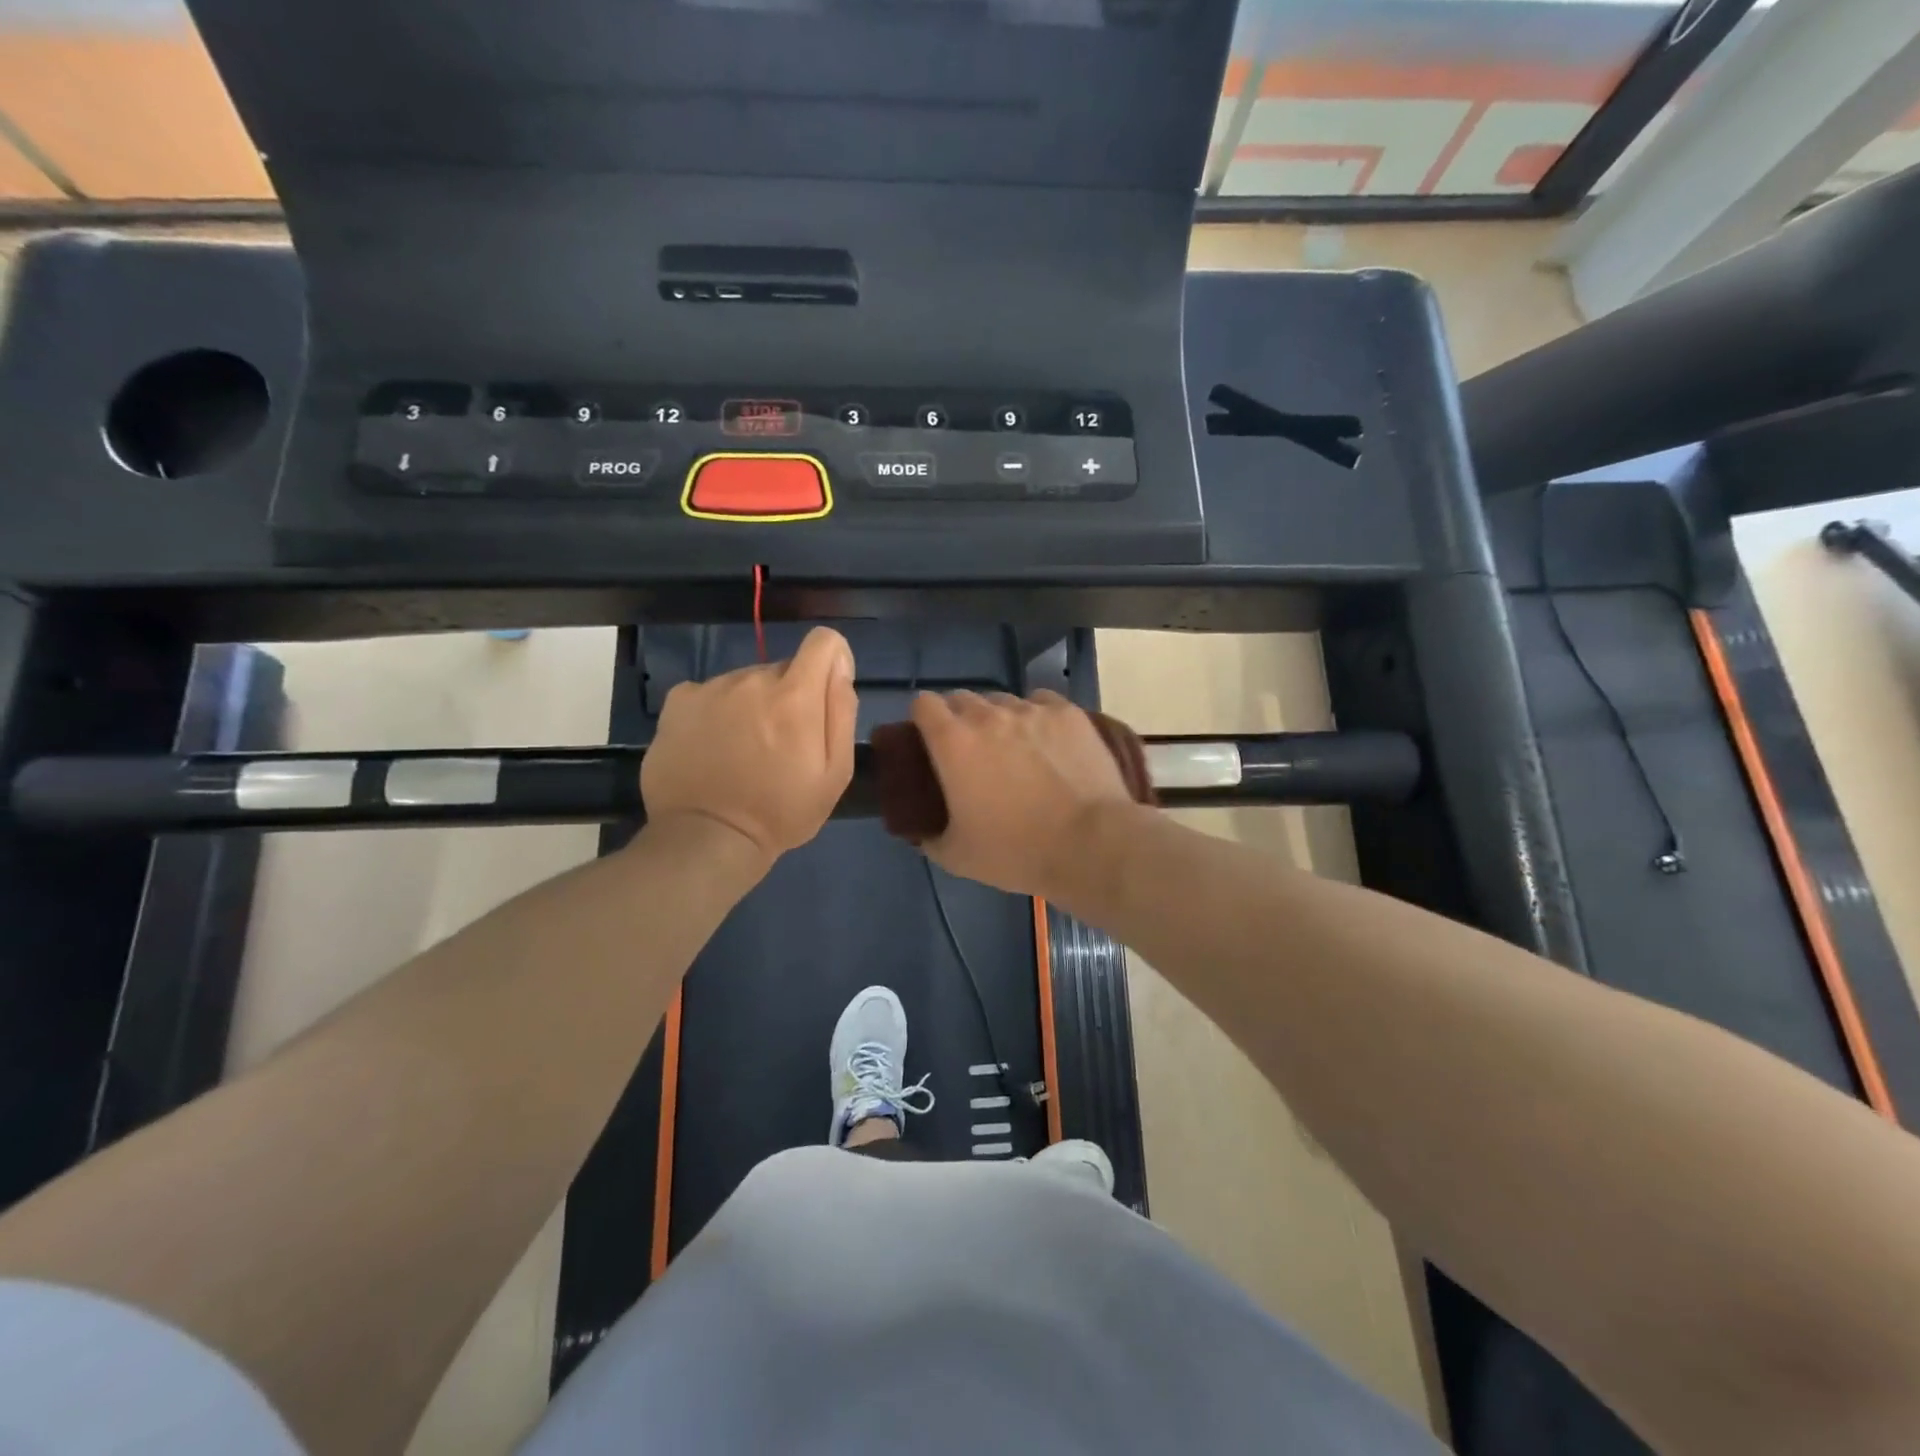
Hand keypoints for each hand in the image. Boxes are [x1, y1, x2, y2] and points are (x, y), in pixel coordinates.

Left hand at [641, 627, 856, 863]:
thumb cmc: (781, 811)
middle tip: (781, 745)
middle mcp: (753, 679)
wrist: (706, 838)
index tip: (825, 695)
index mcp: (795, 696)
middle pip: (784, 669)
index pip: (823, 641)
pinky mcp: (678, 701)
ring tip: (742, 751)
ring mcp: (711, 687)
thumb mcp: (835, 774)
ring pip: (746, 682)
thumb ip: (841, 711)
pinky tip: (713, 746)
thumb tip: (839, 666)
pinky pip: (711, 692)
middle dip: (789, 697)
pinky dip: (717, 711)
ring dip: (752, 705)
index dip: (832, 662)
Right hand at [909, 689, 1137, 897]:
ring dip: (1000, 719)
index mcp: (953, 742)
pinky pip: (1042, 702)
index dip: (923, 719)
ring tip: (1014, 749)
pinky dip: (1037, 716)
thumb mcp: (957, 857)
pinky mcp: (1068, 713)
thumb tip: (922, 833)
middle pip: (962, 698)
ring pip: (1004, 701)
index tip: (930, 740)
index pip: (924, 704)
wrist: (1090, 844)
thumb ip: (930, 838)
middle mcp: (988, 715)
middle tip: (971, 751)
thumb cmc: (1016, 851)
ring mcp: (1032, 710)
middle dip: (960, 719)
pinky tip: (1047, 741)